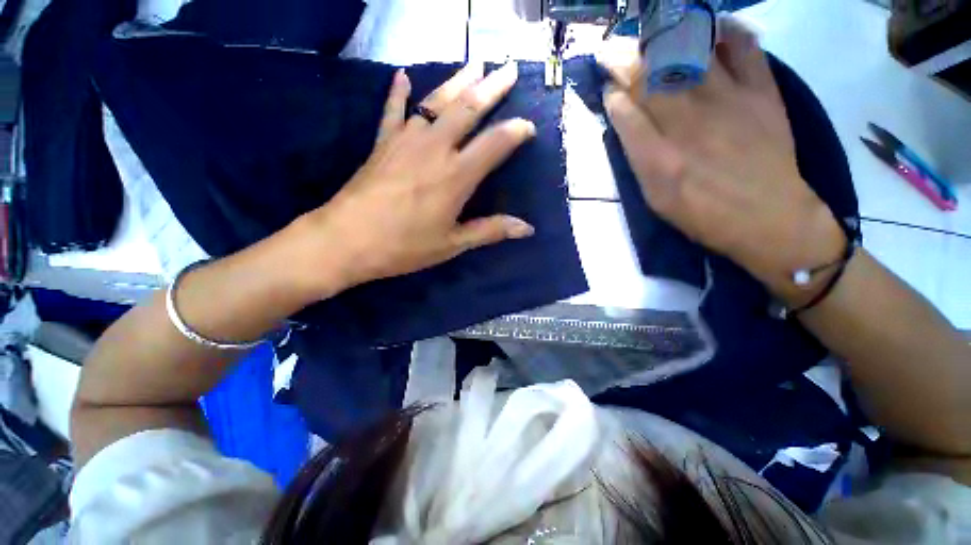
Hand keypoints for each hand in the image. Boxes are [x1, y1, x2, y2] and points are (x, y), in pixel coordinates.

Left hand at [288, 62, 536, 296]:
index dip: (515, 132)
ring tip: (474, 64)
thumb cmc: (405, 246)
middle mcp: (435, 149)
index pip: (494, 144)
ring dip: (457, 81)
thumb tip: (527, 229)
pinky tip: (403, 76)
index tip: (529, 126)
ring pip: (436, 101)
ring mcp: (405, 140)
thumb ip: (490, 231)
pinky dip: (398, 92)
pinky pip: (393, 110)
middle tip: (508, 70)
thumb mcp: (453, 244)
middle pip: (467, 109)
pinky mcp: (382, 142)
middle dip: (491, 88)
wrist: (346, 240)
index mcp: (456, 176)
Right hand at [599, 18, 844, 304]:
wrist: (770, 219)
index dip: (611, 93)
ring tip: (649, 35)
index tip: (605, 85)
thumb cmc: (703, 215)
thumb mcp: (656, 199)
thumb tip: (623, 120)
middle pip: (650, 77)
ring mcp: (729, 101)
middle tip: (612, 50)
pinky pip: (744, 47)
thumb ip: (637, 159)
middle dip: (625, 59)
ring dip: (662, 40)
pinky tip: (708, 30)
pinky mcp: (762, 92)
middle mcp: (689, 123)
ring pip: (689, 54)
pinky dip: (724, 31)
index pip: (625, 111)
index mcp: (659, 158)